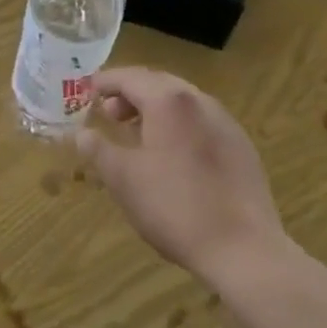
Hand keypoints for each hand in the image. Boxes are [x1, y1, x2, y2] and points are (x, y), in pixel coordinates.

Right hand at [75, 67, 292, 284]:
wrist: (245, 251)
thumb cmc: (176, 208)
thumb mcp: (124, 180)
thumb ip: (98, 150)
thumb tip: (81, 133)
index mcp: (168, 100)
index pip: (129, 77)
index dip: (105, 81)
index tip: (88, 90)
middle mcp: (198, 100)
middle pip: (157, 83)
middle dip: (130, 94)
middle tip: (110, 114)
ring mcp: (224, 121)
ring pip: (182, 102)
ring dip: (155, 109)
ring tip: (138, 135)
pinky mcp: (241, 146)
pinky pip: (201, 122)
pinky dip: (179, 125)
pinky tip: (174, 156)